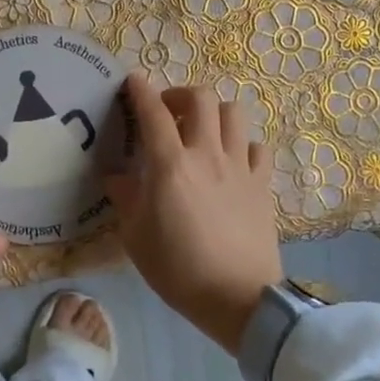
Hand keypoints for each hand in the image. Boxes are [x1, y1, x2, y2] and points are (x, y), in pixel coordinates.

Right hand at [105, 74, 282, 353]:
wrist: (238, 298)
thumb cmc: (178, 269)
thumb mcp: (136, 237)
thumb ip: (126, 198)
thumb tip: (116, 176)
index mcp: (171, 165)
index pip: (153, 112)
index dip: (140, 90)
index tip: (132, 82)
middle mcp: (207, 154)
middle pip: (201, 98)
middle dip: (179, 95)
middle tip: (167, 112)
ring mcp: (240, 166)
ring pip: (233, 113)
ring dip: (213, 113)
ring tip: (201, 131)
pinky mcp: (263, 184)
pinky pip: (256, 146)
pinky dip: (241, 144)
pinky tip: (231, 161)